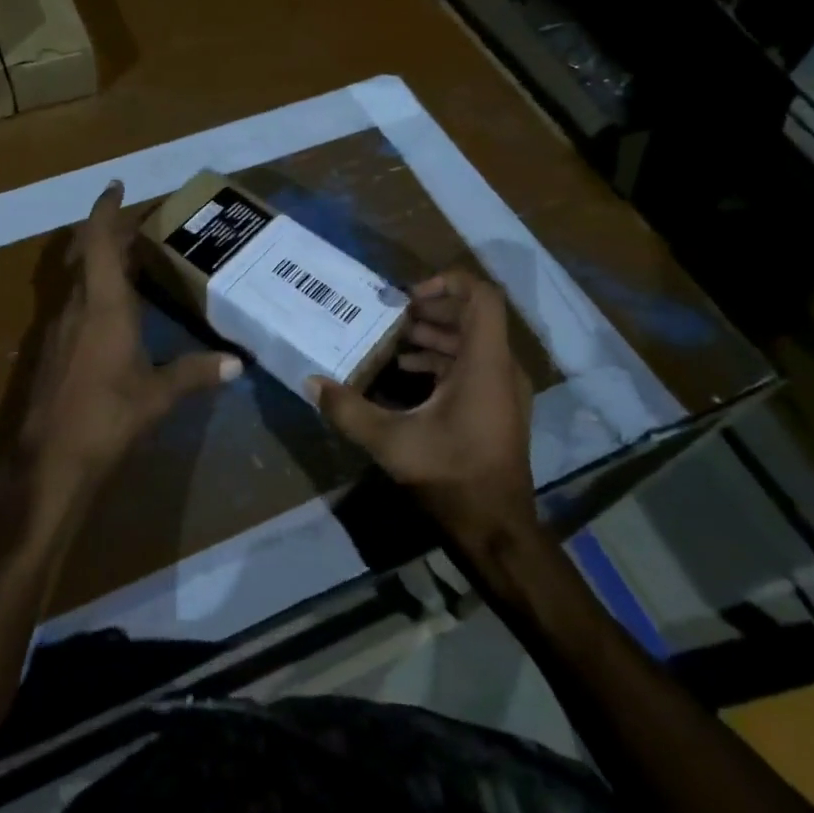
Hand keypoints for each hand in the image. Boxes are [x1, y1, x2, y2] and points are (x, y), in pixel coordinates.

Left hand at [17, 180, 240, 497]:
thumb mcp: (158, 396)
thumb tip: (237, 363)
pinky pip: (73, 303)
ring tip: (133, 262)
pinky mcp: (50, 350)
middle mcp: (75, 306)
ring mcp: (57, 328)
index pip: (98, 240)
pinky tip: (115, 312)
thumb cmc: (106, 418)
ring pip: (77, 278)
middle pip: (86, 254)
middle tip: (141, 228)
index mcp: (103, 305)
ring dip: (100, 262)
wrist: (47, 463)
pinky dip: (93, 291)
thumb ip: (196, 374)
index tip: (116, 186)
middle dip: (109, 234)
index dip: (105, 209)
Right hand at [309, 270, 536, 543]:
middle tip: (390, 315)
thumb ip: (348, 408)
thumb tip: (310, 381)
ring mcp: (503, 388)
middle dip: (430, 309)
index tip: (407, 297)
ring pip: (471, 341)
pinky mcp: (497, 407)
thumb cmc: (450, 475)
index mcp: (484, 363)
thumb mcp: (391, 441)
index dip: (446, 283)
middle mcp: (501, 368)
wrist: (496, 529)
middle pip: (472, 316)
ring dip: (433, 335)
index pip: (481, 296)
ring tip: (392, 340)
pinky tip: (406, 373)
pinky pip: (472, 365)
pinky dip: (441, 360)